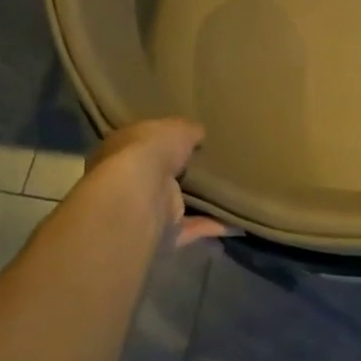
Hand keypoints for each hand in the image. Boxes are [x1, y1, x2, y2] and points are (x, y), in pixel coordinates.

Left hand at [82, 119, 229, 245]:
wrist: (140, 193)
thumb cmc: (151, 150)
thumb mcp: (177, 127)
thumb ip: (189, 130)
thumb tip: (198, 134)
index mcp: (125, 148)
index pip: (145, 143)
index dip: (164, 141)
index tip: (189, 139)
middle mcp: (130, 180)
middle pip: (159, 175)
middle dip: (180, 173)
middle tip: (211, 165)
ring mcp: (145, 209)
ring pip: (175, 204)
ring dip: (197, 203)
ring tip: (228, 193)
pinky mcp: (162, 232)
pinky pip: (191, 228)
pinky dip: (211, 226)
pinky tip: (235, 221)